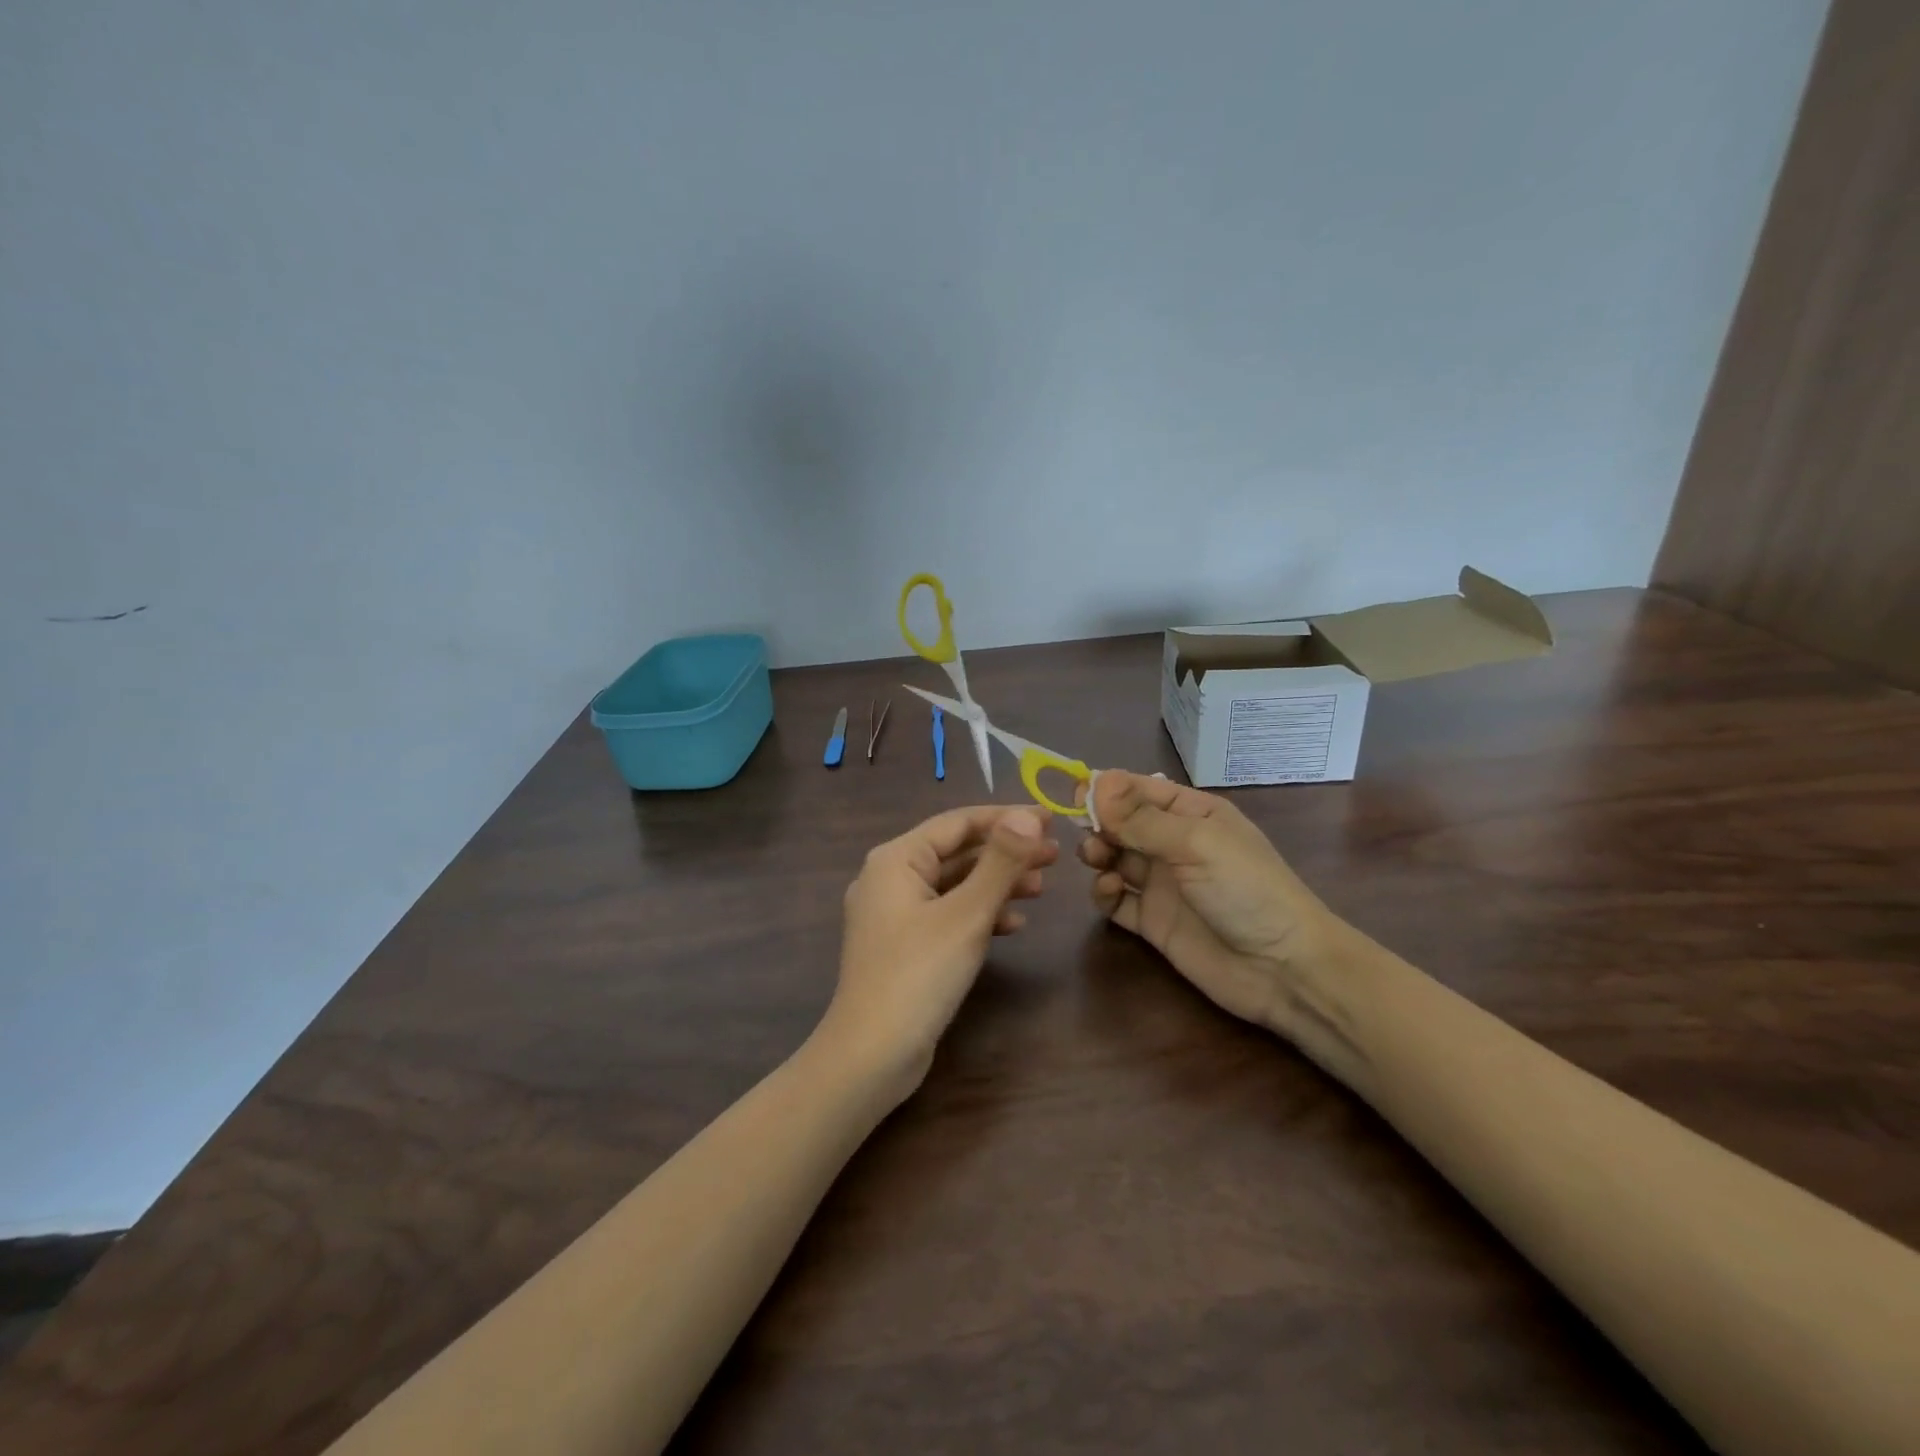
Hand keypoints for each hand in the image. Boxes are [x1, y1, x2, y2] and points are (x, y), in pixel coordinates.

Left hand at [825, 805, 1058, 1100]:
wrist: (871, 1056)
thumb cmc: (918, 976)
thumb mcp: (966, 915)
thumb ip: (999, 862)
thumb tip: (1028, 816)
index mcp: (896, 860)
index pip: (958, 823)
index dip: (1006, 817)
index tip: (1051, 819)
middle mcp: (890, 878)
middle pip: (957, 853)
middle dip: (1006, 853)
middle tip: (1055, 854)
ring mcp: (894, 915)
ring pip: (954, 885)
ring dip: (997, 884)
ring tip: (1042, 887)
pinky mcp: (904, 946)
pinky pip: (947, 915)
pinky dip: (979, 914)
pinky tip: (1014, 925)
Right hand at [1077, 772, 1353, 1054]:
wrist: (1283, 968)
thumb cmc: (1246, 889)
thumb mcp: (1195, 843)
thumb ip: (1141, 818)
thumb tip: (1094, 782)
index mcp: (1191, 813)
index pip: (1138, 789)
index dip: (1105, 789)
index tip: (1072, 793)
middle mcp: (1173, 843)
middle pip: (1121, 823)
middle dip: (1099, 822)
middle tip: (1086, 832)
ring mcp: (1162, 884)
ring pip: (1114, 858)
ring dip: (1098, 854)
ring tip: (1098, 860)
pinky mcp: (1152, 921)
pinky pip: (1116, 900)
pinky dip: (1105, 892)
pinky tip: (1111, 891)